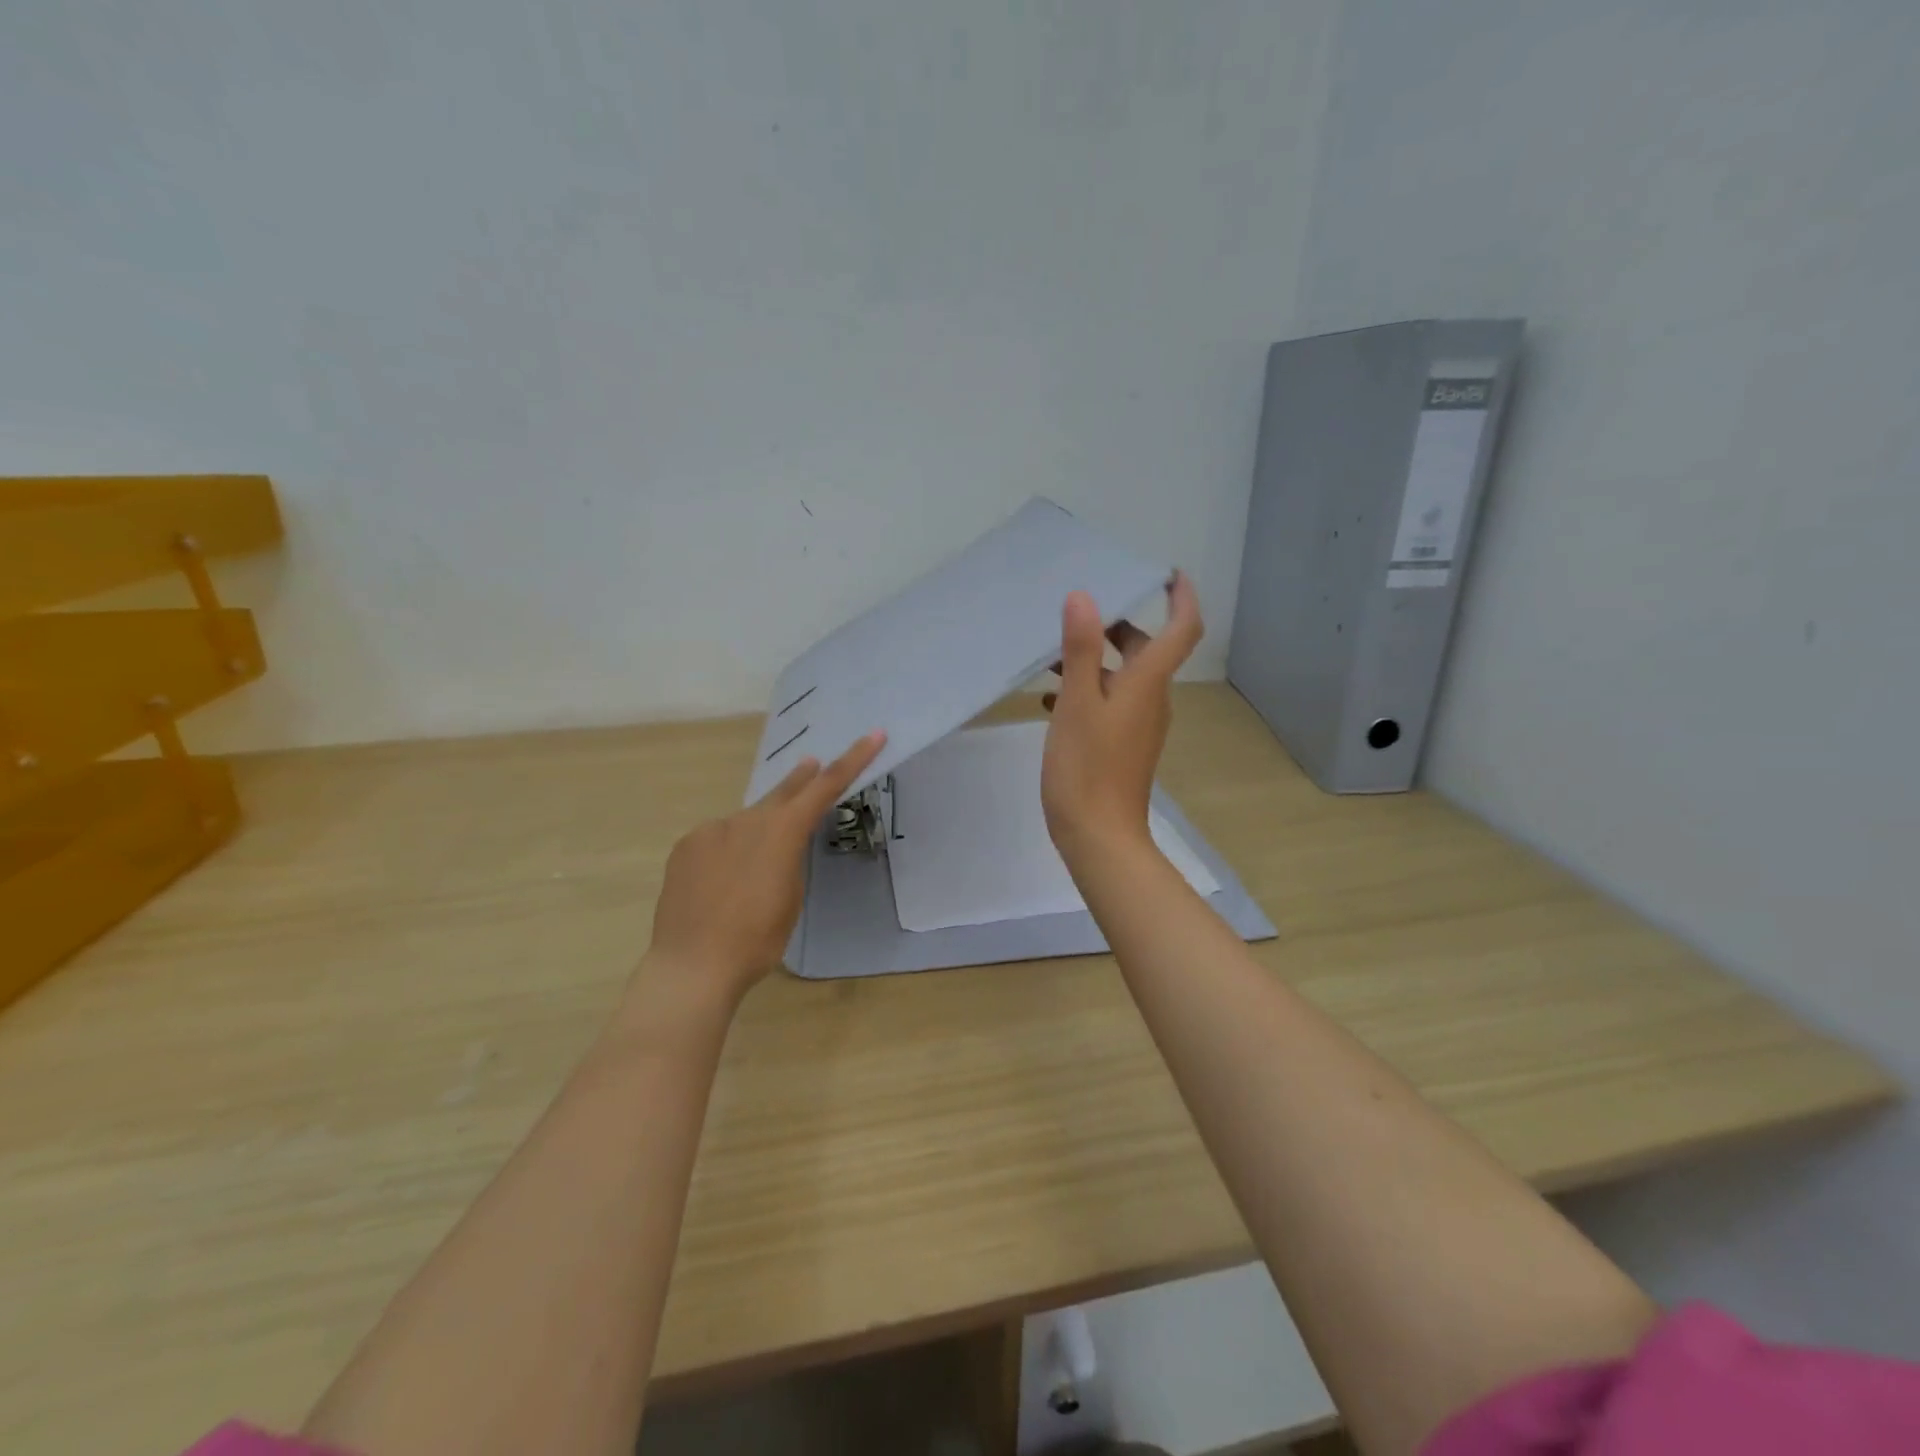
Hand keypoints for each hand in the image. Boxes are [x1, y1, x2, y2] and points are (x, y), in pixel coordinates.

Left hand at [638, 730, 886, 1011]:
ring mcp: (711, 830)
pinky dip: (726, 850)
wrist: (692, 966)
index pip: (825, 787)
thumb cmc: (757, 940)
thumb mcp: (791, 899)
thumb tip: (778, 843)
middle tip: (811, 763)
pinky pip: (716, 839)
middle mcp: (747, 820)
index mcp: (782, 832)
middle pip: (782, 792)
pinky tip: (720, 882)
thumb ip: (790, 859)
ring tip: (752, 869)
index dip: (852, 760)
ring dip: (756, 832)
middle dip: (801, 779)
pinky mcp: (686, 846)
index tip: (873, 735)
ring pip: (744, 822)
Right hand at [1041, 571, 1202, 862]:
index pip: (1182, 628)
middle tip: (1080, 611)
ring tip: (1051, 653)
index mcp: (1147, 683)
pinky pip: (1109, 703)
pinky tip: (1049, 699)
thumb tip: (1084, 597)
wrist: (1099, 836)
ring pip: (1122, 677)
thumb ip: (1080, 650)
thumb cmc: (1087, 767)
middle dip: (1117, 626)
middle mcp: (1150, 699)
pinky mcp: (1122, 744)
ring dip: (1093, 659)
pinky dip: (1085, 691)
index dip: (1182, 597)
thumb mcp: (1077, 703)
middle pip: (1146, 650)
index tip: (1167, 573)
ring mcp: (1137, 724)